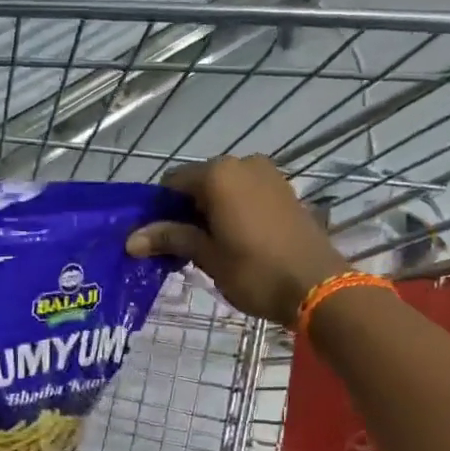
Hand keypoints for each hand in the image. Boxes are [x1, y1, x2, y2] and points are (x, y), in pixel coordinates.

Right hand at [126, 155, 346, 326]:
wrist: (318, 286)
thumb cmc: (256, 272)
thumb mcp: (208, 256)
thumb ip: (171, 238)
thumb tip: (131, 239)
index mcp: (218, 174)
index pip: (172, 183)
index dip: (159, 210)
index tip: (156, 239)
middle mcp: (242, 163)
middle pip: (199, 183)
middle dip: (185, 211)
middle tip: (180, 248)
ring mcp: (268, 175)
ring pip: (224, 189)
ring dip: (210, 212)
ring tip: (207, 248)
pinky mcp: (285, 191)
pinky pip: (246, 194)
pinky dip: (233, 211)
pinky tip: (233, 240)